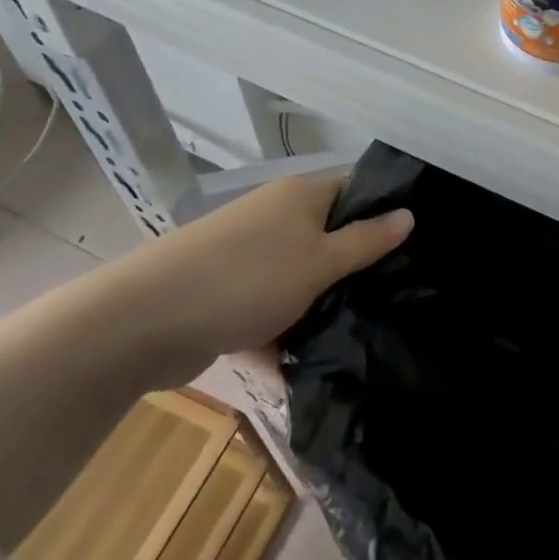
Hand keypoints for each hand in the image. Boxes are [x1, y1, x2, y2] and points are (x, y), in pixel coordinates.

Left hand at [113, 175, 412, 385]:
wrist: (142, 322)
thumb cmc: (247, 279)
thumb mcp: (319, 262)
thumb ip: (367, 241)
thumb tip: (409, 214)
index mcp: (300, 196)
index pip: (356, 191)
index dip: (385, 213)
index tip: (416, 248)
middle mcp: (275, 218)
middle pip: (329, 236)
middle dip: (356, 269)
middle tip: (395, 297)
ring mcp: (247, 256)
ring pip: (300, 278)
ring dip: (320, 306)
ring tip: (360, 335)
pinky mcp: (226, 294)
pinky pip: (269, 309)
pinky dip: (284, 335)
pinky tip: (306, 368)